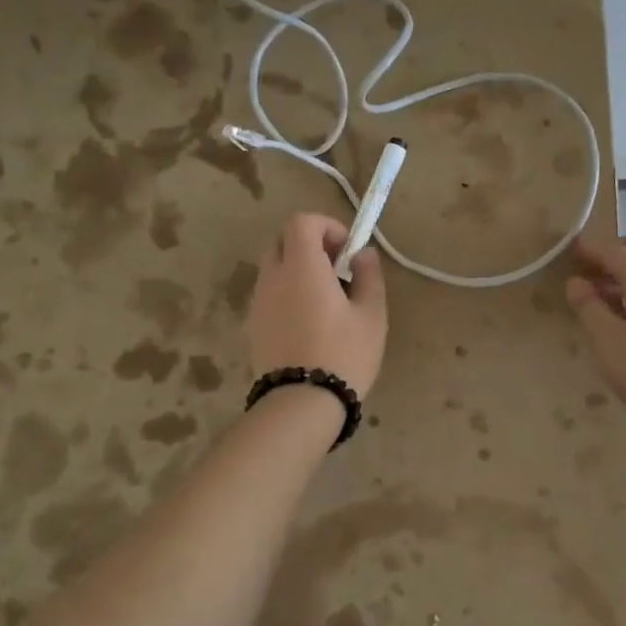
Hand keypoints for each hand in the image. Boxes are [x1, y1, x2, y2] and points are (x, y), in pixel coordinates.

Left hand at [249, 213, 387, 396]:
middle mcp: (273, 277)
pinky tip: (310, 322)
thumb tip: (362, 254)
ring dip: (299, 270)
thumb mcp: (371, 315)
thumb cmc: (344, 354)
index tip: (347, 251)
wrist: (301, 404)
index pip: (302, 222)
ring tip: (327, 300)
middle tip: (338, 271)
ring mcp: (259, 302)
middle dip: (311, 245)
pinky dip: (288, 292)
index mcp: (302, 267)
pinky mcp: (254, 325)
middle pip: (283, 241)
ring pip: (275, 268)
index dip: (327, 226)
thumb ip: (369, 276)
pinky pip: (270, 293)